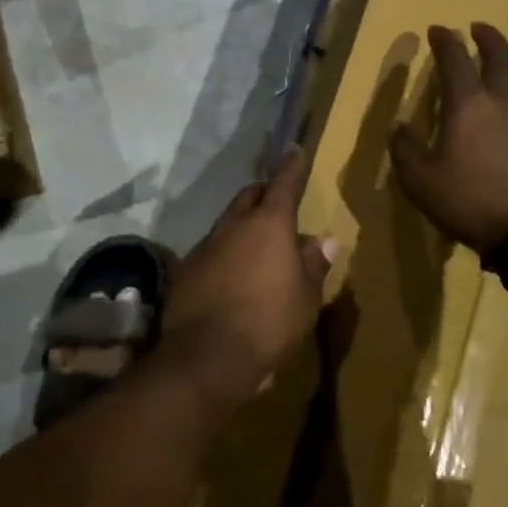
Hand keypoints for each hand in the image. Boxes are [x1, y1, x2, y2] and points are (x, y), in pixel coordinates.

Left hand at [159, 148, 336, 416]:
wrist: (205, 356)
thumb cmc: (269, 324)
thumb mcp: (306, 299)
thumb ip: (313, 265)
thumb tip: (322, 241)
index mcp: (269, 225)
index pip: (283, 183)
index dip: (291, 166)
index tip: (294, 150)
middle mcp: (233, 225)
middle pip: (249, 196)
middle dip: (264, 194)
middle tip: (276, 202)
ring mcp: (205, 245)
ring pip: (227, 223)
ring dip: (242, 226)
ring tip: (256, 245)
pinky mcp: (185, 269)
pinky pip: (210, 249)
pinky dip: (224, 252)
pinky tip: (230, 275)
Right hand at [389, 23, 507, 255]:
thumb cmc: (468, 201)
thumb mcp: (419, 181)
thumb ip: (405, 149)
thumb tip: (400, 127)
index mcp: (468, 104)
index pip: (454, 60)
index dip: (444, 41)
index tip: (437, 29)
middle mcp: (505, 99)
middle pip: (500, 55)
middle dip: (487, 37)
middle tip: (477, 28)